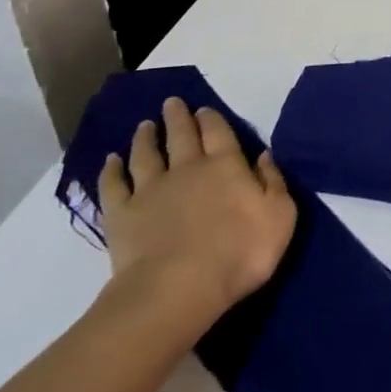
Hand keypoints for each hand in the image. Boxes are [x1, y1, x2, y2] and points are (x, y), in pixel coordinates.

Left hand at [96, 98, 296, 342]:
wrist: (179, 288)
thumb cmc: (240, 252)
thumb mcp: (280, 216)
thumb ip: (273, 182)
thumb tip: (264, 156)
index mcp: (226, 165)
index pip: (218, 132)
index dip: (211, 119)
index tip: (203, 108)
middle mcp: (187, 168)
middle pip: (181, 135)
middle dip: (178, 117)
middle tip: (172, 103)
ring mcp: (151, 190)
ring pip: (146, 155)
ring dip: (146, 138)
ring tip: (144, 125)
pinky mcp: (122, 215)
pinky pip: (114, 186)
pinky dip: (111, 171)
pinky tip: (110, 161)